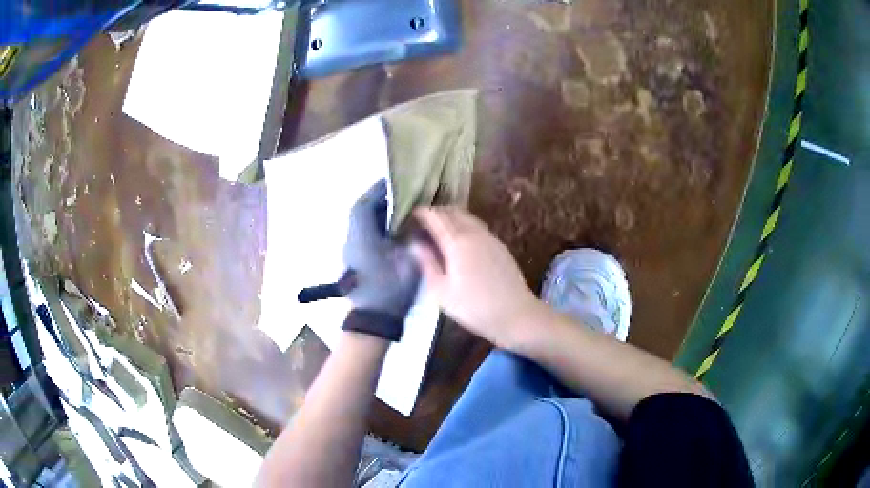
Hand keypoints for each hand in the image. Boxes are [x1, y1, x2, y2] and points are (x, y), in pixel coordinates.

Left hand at [343, 180, 420, 320]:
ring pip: (361, 223)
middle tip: (401, 195)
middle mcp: (352, 240)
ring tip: (400, 209)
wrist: (374, 320)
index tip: (393, 182)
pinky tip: (393, 230)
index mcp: (362, 237)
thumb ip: (414, 238)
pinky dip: (376, 226)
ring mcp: (351, 251)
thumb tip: (418, 221)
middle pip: (361, 212)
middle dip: (379, 200)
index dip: (377, 190)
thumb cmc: (391, 290)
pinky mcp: (354, 260)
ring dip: (377, 213)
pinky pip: (363, 234)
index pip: (364, 205)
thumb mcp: (410, 262)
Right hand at [411, 207, 540, 346]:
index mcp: (457, 242)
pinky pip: (478, 227)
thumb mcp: (441, 292)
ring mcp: (490, 238)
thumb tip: (415, 245)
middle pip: (454, 212)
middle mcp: (474, 233)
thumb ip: (427, 264)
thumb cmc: (474, 307)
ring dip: (452, 217)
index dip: (423, 213)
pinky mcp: (500, 246)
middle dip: (438, 212)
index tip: (413, 214)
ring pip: (468, 217)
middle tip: (425, 220)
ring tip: (441, 228)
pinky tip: (462, 240)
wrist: (515, 314)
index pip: (437, 217)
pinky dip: (465, 225)